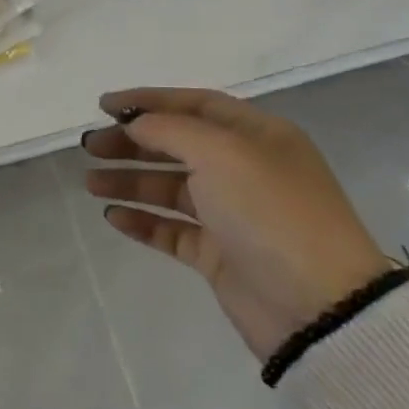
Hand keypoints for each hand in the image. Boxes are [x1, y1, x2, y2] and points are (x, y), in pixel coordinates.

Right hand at [82, 89, 391, 362]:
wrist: (318, 306)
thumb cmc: (270, 212)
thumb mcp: (220, 154)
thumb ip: (170, 129)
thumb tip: (135, 123)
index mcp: (258, 136)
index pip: (195, 104)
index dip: (148, 101)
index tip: (103, 107)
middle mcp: (246, 169)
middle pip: (177, 145)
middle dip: (131, 143)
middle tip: (90, 148)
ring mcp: (232, 214)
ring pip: (170, 188)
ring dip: (130, 181)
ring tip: (91, 184)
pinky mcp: (220, 254)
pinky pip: (172, 230)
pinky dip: (143, 221)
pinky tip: (113, 217)